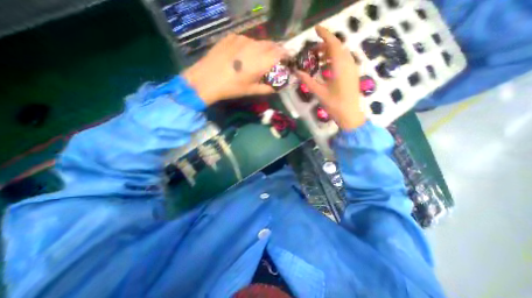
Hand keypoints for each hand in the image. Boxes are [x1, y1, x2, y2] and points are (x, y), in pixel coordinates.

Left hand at [183, 34, 286, 104]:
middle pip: (272, 44)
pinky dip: (251, 47)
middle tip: (275, 61)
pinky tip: (244, 55)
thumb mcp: (251, 91)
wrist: (207, 78)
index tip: (288, 60)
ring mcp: (243, 39)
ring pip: (259, 42)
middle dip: (276, 51)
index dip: (287, 56)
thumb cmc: (231, 87)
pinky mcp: (233, 37)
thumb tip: (277, 88)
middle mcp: (254, 46)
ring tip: (259, 59)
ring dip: (263, 49)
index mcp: (261, 61)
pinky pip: (247, 40)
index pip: (281, 53)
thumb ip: (267, 88)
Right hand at [295, 26, 365, 129]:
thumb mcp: (319, 92)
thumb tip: (296, 72)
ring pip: (340, 54)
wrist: (350, 114)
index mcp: (340, 66)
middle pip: (337, 47)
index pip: (333, 44)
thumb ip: (307, 80)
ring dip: (329, 52)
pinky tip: (325, 66)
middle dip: (324, 45)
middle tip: (312, 51)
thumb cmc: (334, 104)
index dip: (324, 34)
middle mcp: (348, 63)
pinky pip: (343, 60)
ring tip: (317, 59)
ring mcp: (352, 68)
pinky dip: (333, 59)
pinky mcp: (352, 74)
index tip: (315, 29)